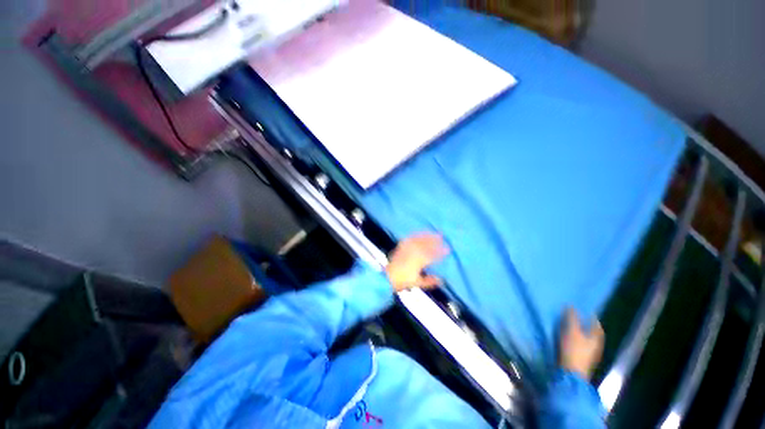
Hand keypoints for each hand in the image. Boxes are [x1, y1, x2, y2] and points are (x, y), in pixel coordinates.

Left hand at [385, 233, 448, 291]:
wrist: (387, 277)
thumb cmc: (402, 281)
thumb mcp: (417, 283)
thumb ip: (429, 281)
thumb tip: (441, 280)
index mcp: (418, 261)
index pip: (432, 255)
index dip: (440, 252)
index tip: (448, 249)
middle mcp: (413, 253)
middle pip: (426, 244)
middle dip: (434, 239)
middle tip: (442, 236)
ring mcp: (406, 249)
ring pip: (418, 239)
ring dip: (426, 235)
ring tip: (432, 232)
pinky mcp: (401, 247)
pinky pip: (409, 239)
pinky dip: (415, 235)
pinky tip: (418, 234)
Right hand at [559, 307, 604, 380]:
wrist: (571, 373)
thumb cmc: (574, 350)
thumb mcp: (572, 331)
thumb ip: (572, 318)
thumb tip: (571, 305)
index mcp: (597, 336)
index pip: (595, 322)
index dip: (588, 314)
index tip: (579, 306)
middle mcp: (596, 343)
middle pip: (589, 329)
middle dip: (581, 321)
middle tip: (570, 312)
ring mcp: (589, 351)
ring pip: (583, 335)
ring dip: (576, 329)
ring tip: (565, 322)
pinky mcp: (581, 356)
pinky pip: (578, 342)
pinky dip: (572, 336)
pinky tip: (564, 334)